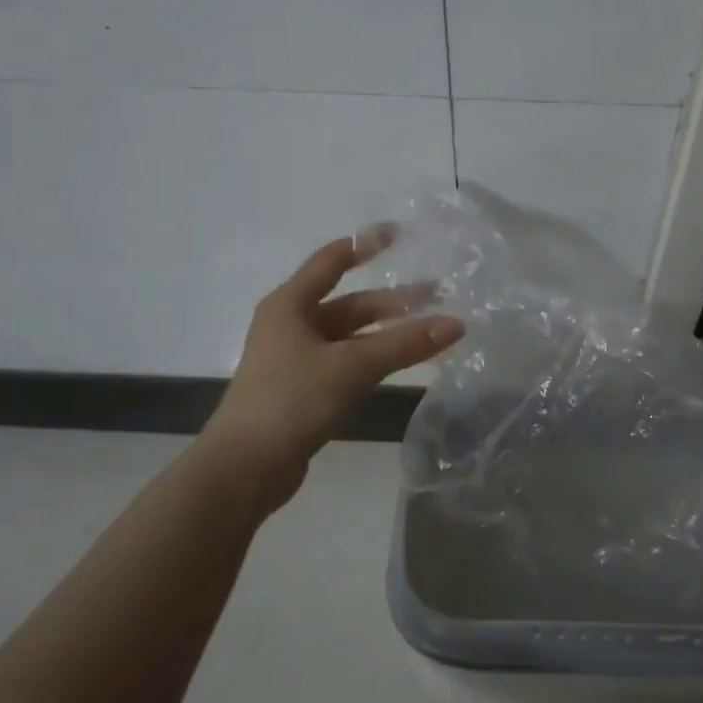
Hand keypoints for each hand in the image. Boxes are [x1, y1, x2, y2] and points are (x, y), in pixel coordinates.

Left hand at [206, 234, 463, 512]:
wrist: (245, 468)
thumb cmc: (292, 400)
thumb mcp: (352, 366)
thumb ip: (404, 344)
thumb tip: (457, 324)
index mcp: (290, 305)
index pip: (331, 260)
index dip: (366, 244)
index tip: (401, 234)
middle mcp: (290, 325)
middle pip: (348, 303)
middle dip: (392, 301)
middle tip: (436, 296)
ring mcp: (295, 359)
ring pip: (350, 336)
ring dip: (386, 332)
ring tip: (429, 331)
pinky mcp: (303, 390)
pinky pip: (346, 362)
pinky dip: (374, 359)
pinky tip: (401, 364)